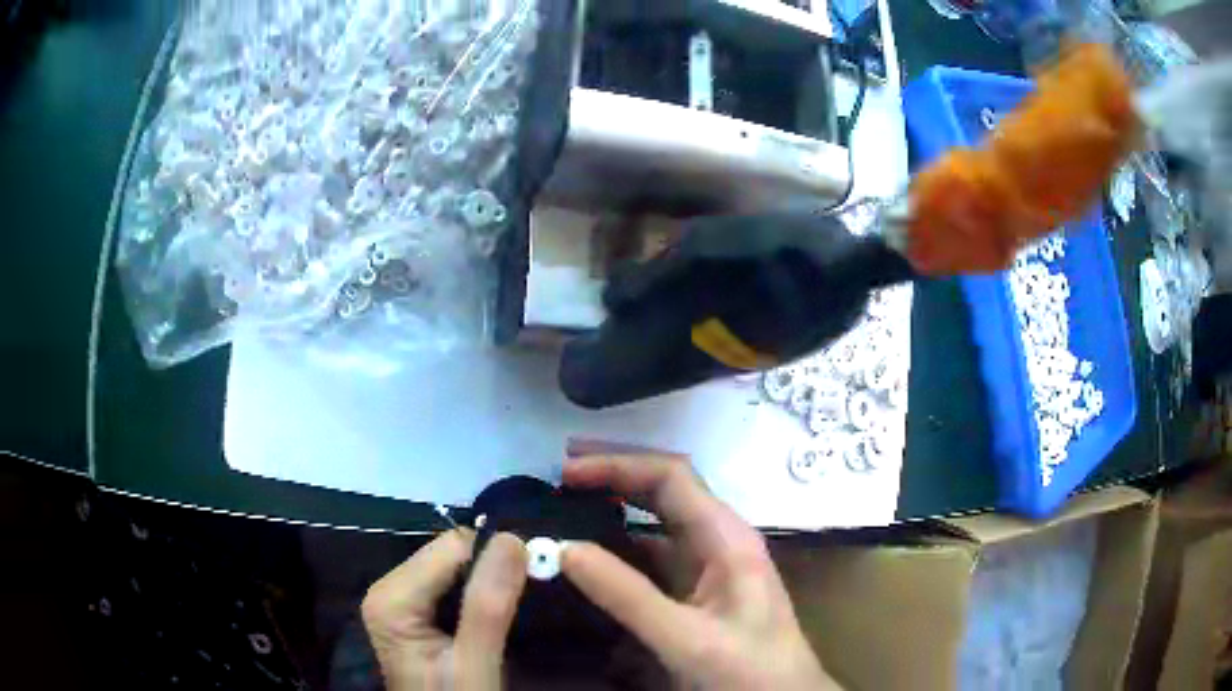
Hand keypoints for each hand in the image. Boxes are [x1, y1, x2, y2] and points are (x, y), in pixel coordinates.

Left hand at [362, 530, 527, 690]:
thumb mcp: (475, 664)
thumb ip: (489, 606)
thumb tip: (513, 540)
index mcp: (392, 598)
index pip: (452, 547)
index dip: (497, 558)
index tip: (538, 577)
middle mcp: (388, 589)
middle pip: (451, 555)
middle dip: (493, 571)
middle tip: (531, 598)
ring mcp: (399, 600)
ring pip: (455, 567)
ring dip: (490, 582)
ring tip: (519, 607)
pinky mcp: (413, 612)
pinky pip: (452, 584)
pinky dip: (481, 594)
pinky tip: (498, 614)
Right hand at [561, 455, 841, 690]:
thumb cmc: (747, 670)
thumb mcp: (685, 637)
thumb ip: (626, 595)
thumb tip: (565, 547)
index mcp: (726, 538)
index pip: (671, 478)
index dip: (618, 464)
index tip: (567, 469)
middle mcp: (719, 542)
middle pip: (665, 491)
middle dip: (615, 476)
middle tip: (560, 474)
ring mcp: (710, 568)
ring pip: (657, 526)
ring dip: (615, 512)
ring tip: (568, 510)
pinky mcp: (699, 594)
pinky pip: (655, 561)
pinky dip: (621, 551)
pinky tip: (593, 561)